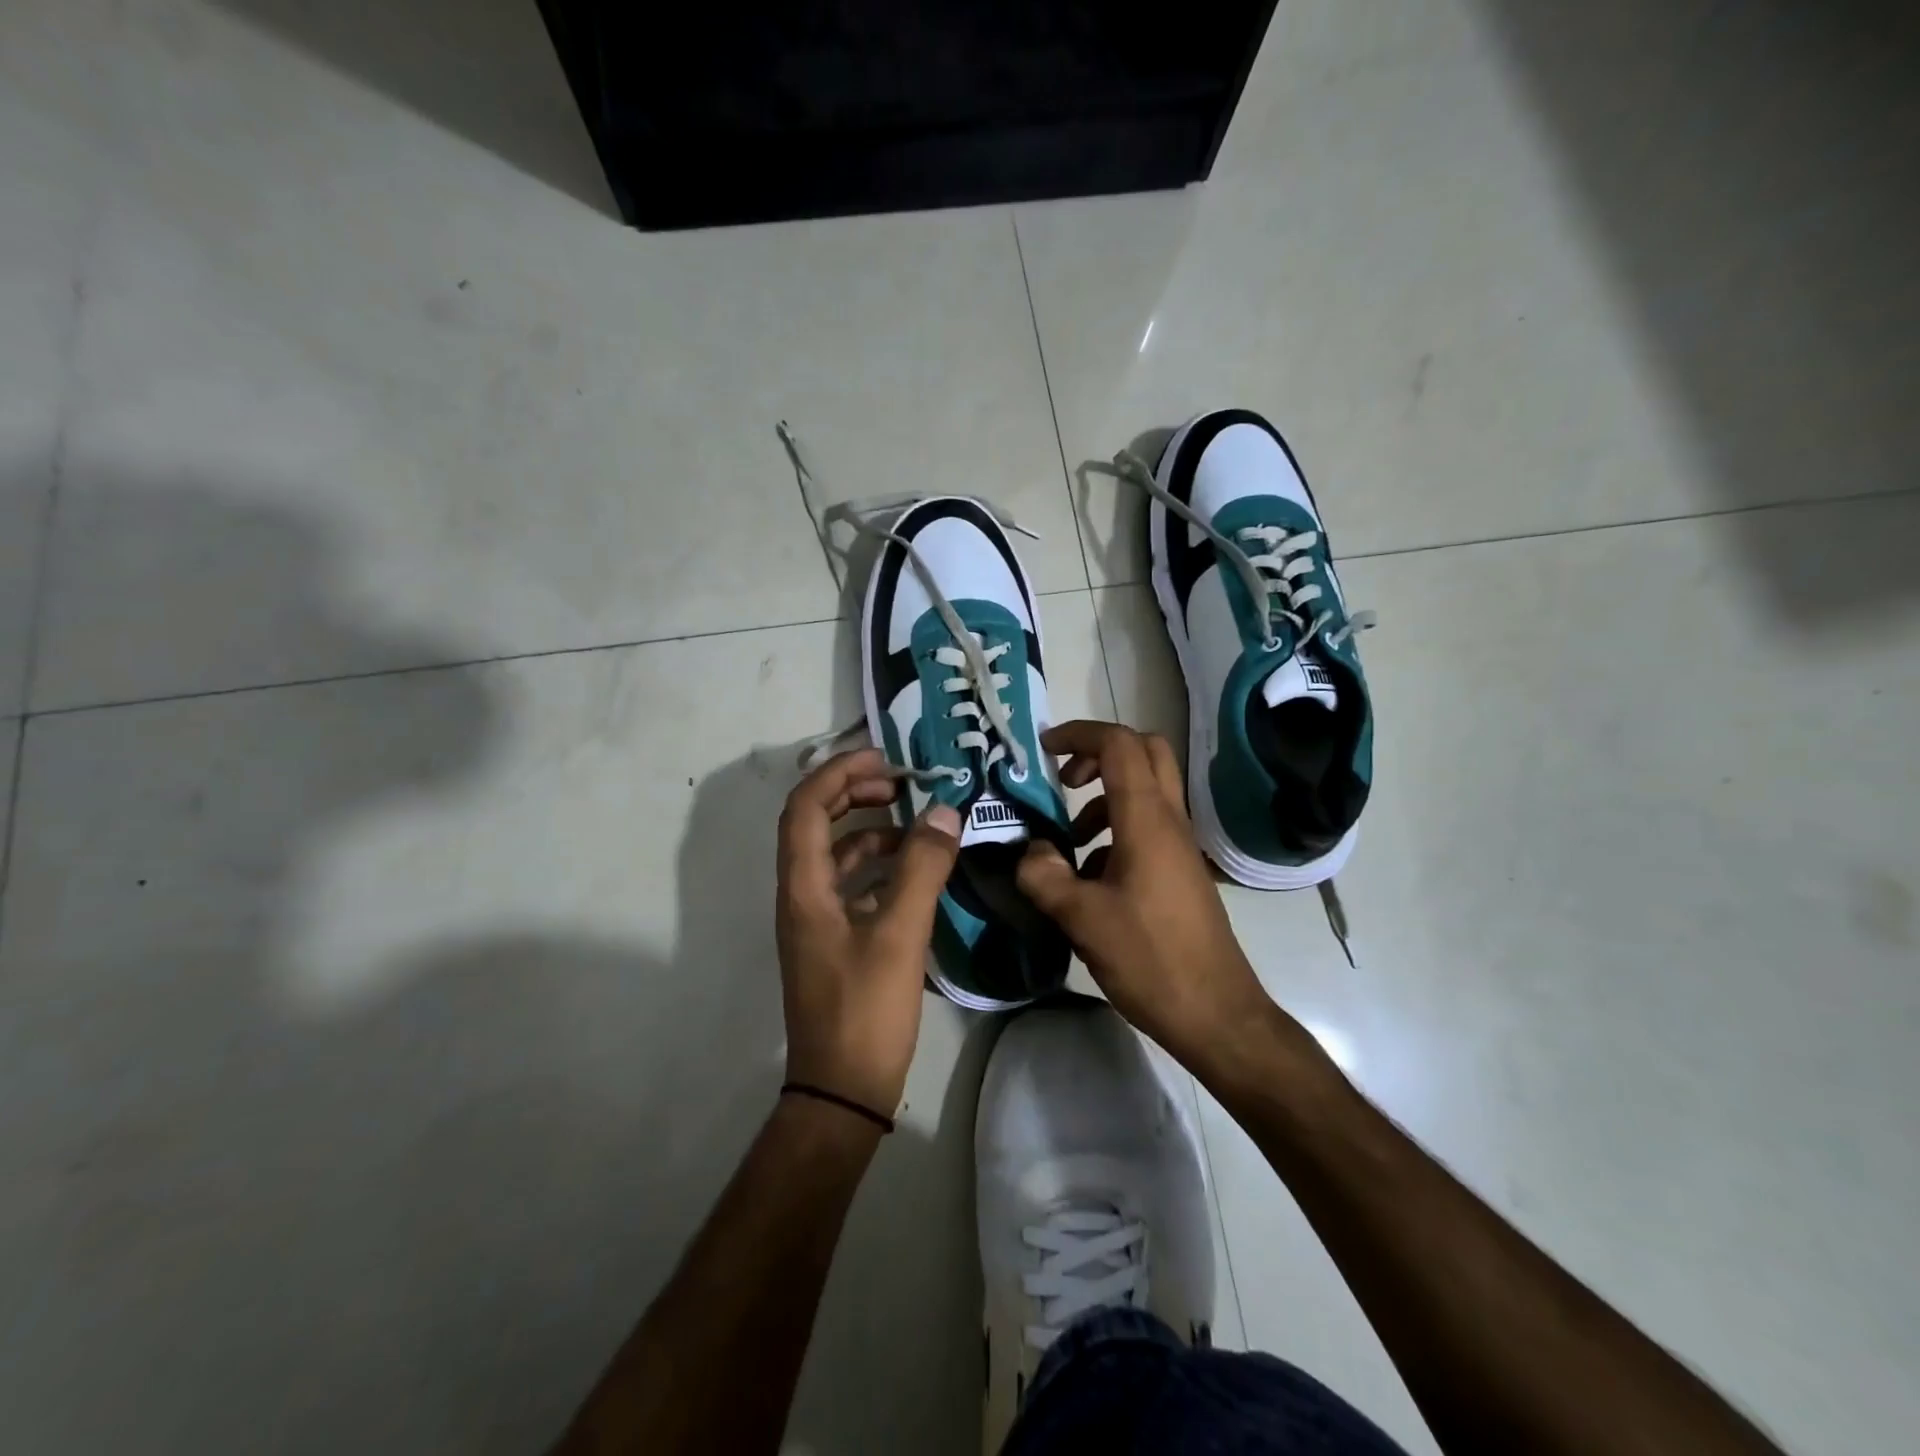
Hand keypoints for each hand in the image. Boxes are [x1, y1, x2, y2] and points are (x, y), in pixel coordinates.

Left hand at [776, 747, 961, 1117]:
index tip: (885, 759)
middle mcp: (801, 896)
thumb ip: (922, 869)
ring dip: (869, 831)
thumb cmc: (865, 1012)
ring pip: (835, 855)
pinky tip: (915, 874)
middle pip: (815, 823)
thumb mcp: (900, 935)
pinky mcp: (833, 941)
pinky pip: (851, 886)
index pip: (805, 807)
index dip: (839, 773)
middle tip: (900, 784)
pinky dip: (878, 868)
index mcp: (804, 888)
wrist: (842, 1092)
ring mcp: (815, 921)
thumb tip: (943, 812)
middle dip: (853, 793)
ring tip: (917, 826)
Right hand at [1015, 721, 1270, 1067]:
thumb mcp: (1082, 918)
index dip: (1079, 734)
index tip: (1043, 750)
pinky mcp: (1178, 872)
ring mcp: (1178, 846)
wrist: (1216, 1013)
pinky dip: (1113, 833)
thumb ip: (1044, 875)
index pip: (1119, 745)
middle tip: (1063, 780)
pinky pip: (1145, 828)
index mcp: (1147, 820)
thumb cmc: (1150, 959)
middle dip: (1099, 753)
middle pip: (1145, 752)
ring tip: (1065, 842)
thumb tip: (1029, 851)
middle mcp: (1168, 821)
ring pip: (1144, 792)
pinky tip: (1087, 879)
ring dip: (1102, 799)